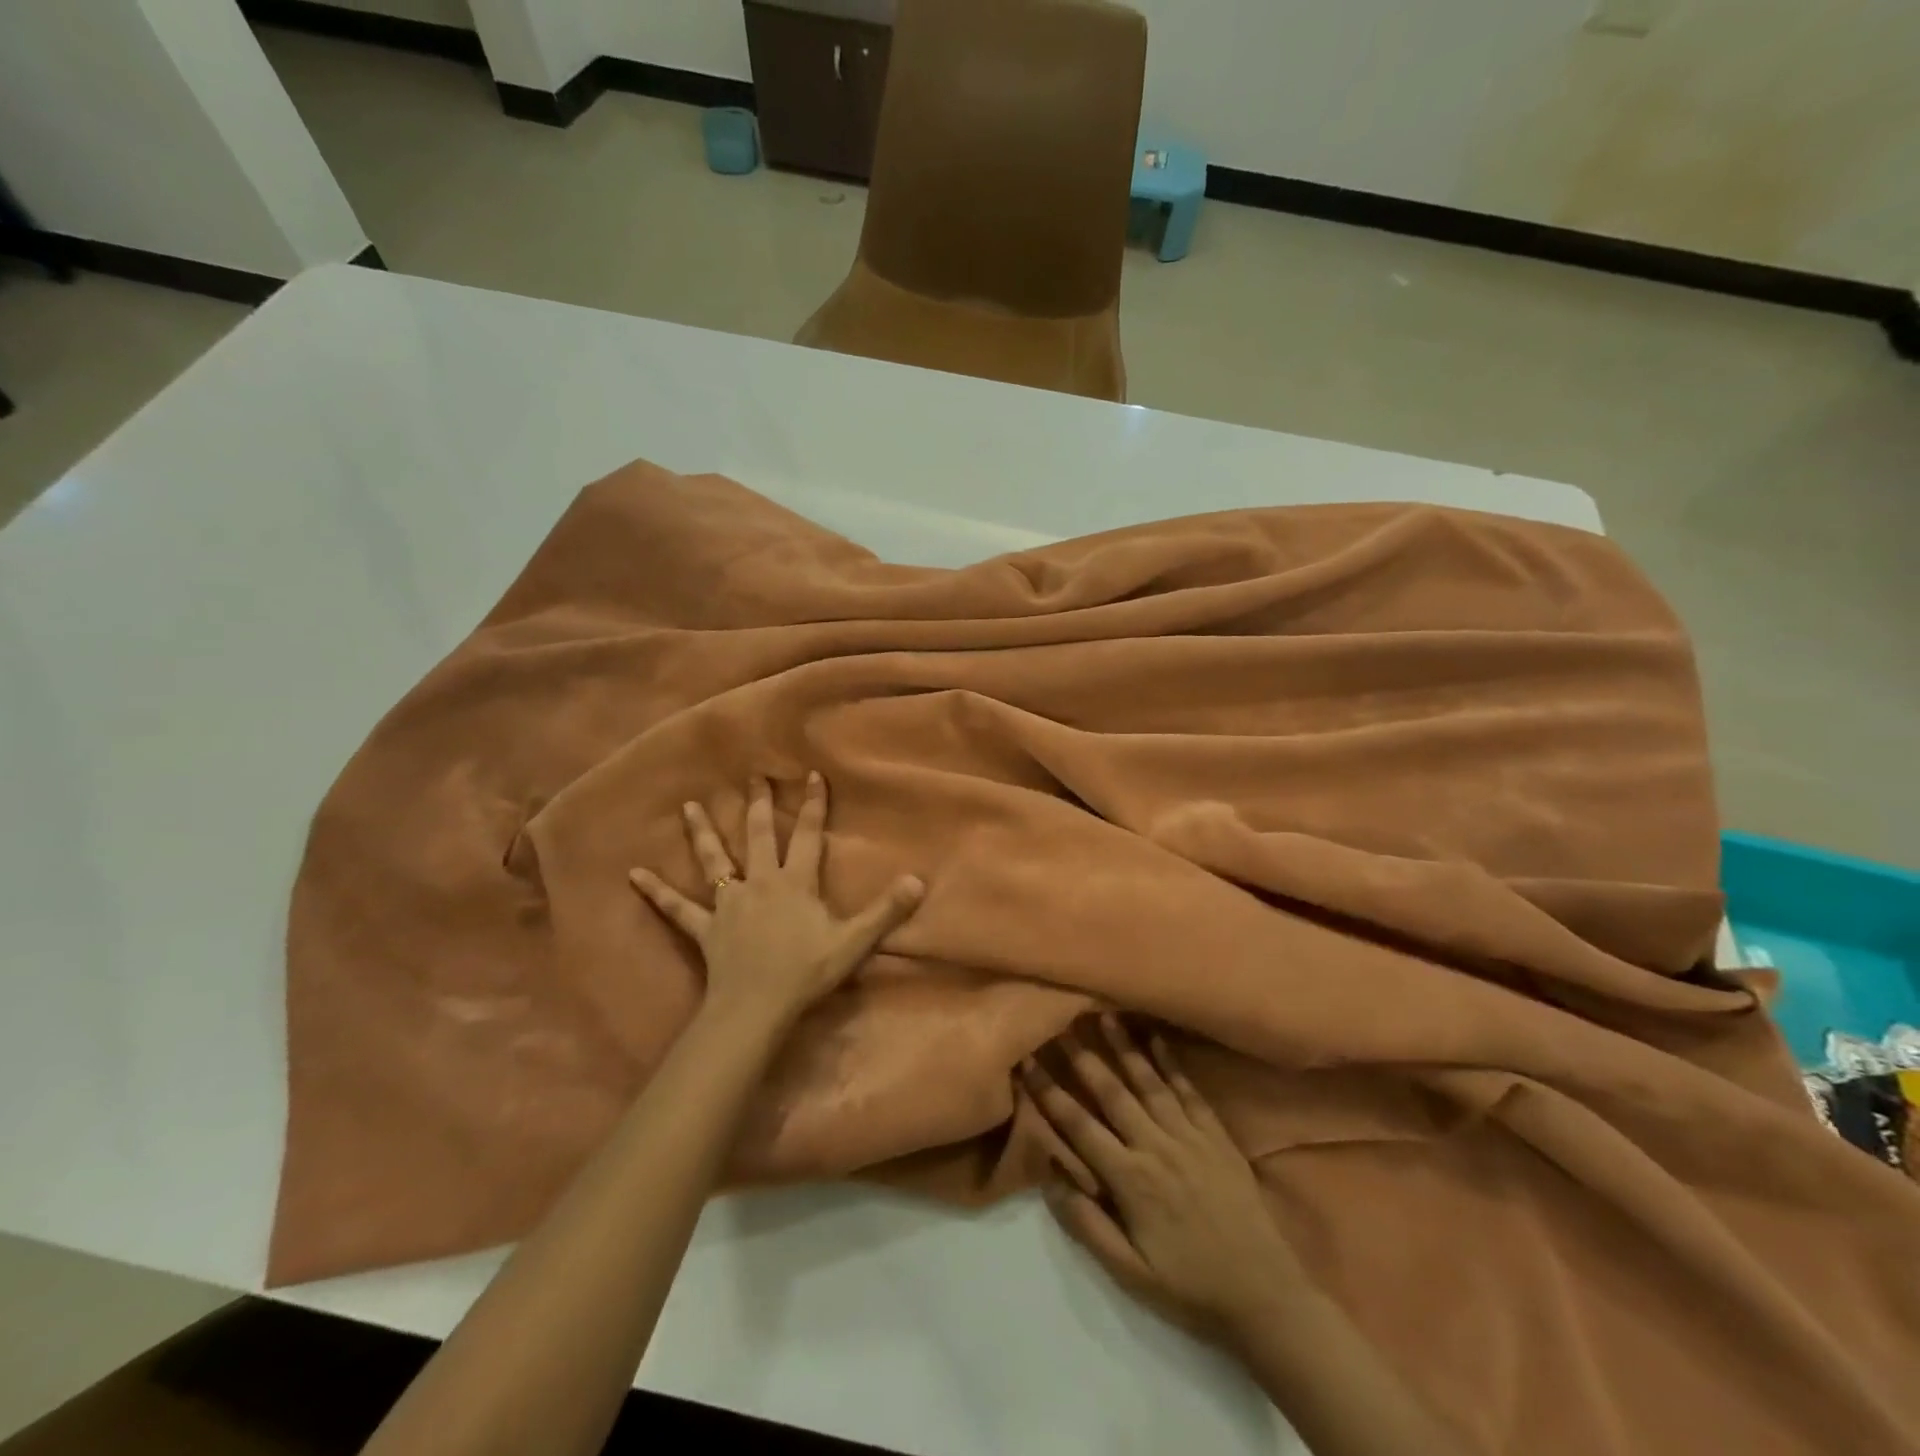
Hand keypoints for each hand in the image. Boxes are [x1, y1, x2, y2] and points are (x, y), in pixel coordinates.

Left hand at [630, 773, 924, 1029]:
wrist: (756, 1006)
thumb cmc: (805, 972)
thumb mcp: (853, 942)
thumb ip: (885, 910)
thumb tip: (917, 880)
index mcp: (795, 882)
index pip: (809, 836)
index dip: (813, 805)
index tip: (810, 773)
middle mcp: (760, 882)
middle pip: (760, 836)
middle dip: (759, 805)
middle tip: (752, 776)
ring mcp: (728, 902)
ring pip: (714, 860)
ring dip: (702, 832)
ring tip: (688, 806)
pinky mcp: (705, 927)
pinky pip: (677, 907)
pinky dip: (656, 891)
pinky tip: (634, 874)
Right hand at [1024, 1015, 1307, 1348]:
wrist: (1264, 1295)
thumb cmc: (1190, 1287)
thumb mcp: (1131, 1275)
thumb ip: (1088, 1226)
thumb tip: (1051, 1178)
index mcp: (1130, 1179)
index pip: (1079, 1126)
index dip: (1050, 1092)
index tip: (1028, 1061)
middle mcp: (1156, 1146)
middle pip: (1112, 1092)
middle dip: (1083, 1056)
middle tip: (1061, 1022)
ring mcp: (1189, 1136)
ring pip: (1149, 1081)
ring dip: (1125, 1047)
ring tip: (1106, 1014)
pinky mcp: (1216, 1136)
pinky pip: (1189, 1091)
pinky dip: (1172, 1062)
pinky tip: (1157, 1037)